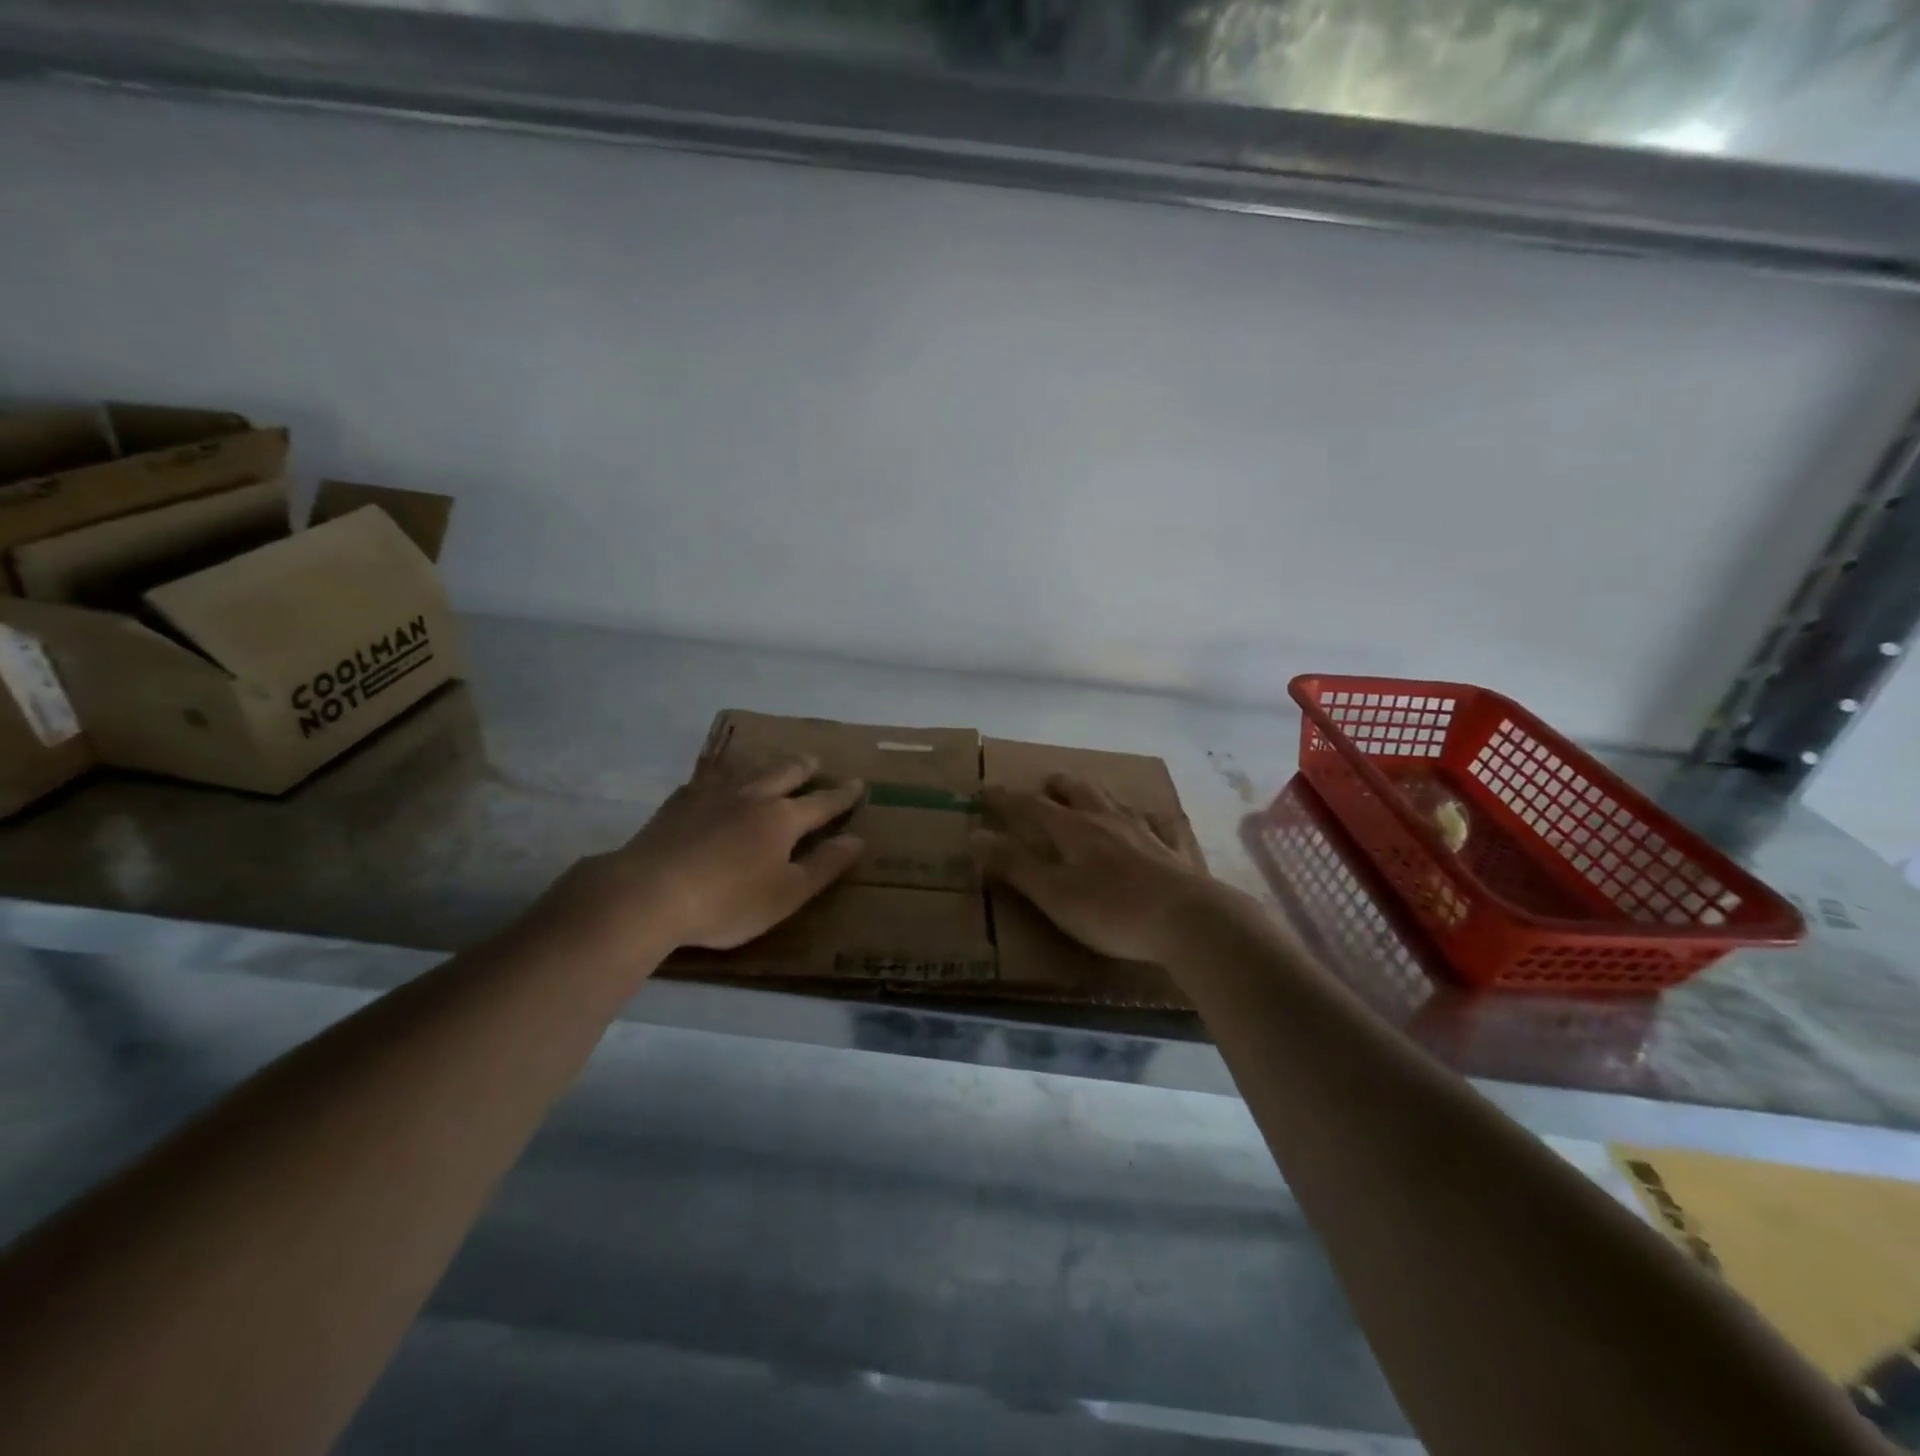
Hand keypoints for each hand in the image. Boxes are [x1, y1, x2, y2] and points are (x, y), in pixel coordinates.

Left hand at [545, 753, 865, 955]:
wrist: (649, 892)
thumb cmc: (727, 901)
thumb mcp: (787, 894)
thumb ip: (824, 866)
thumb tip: (858, 840)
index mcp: (782, 819)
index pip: (822, 803)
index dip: (842, 795)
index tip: (859, 784)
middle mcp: (752, 796)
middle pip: (784, 774)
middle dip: (805, 768)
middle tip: (816, 761)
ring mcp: (713, 794)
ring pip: (748, 769)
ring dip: (767, 763)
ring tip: (774, 760)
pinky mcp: (680, 801)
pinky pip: (710, 776)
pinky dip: (724, 771)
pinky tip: (717, 776)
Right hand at [973, 773, 1228, 963]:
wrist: (1188, 920)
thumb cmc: (1112, 911)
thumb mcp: (1053, 893)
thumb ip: (1015, 865)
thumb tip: (975, 835)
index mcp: (1073, 829)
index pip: (1032, 806)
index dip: (1007, 798)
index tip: (986, 790)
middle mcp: (1107, 820)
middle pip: (1078, 791)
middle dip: (1057, 786)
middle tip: (1045, 783)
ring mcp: (1145, 832)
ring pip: (1115, 801)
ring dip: (1096, 793)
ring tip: (1090, 793)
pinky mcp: (1174, 851)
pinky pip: (1161, 824)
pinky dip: (1150, 817)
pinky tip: (1154, 819)